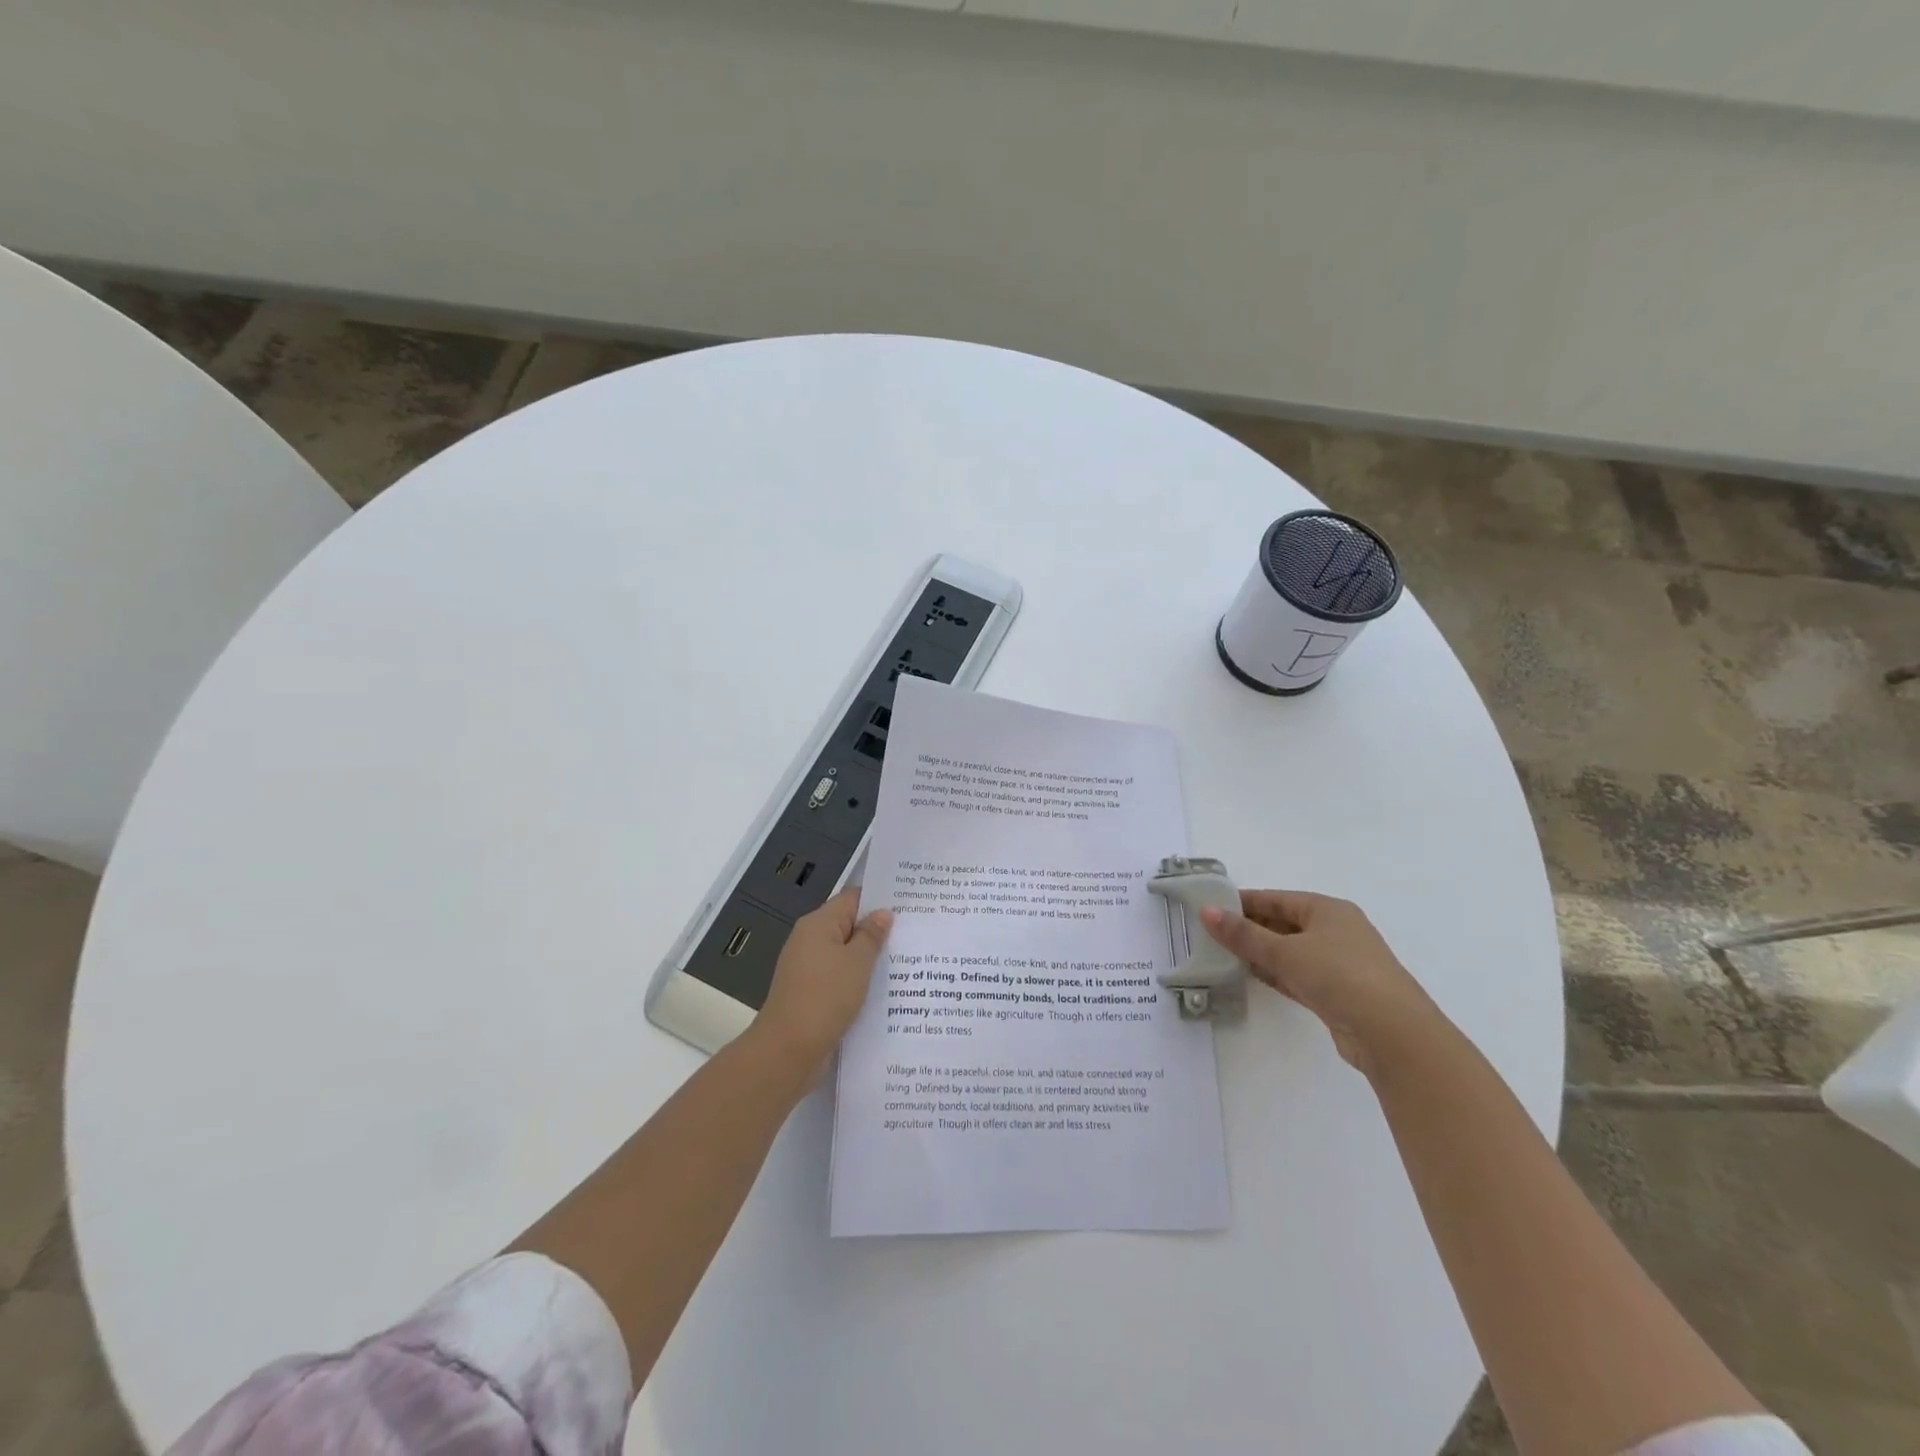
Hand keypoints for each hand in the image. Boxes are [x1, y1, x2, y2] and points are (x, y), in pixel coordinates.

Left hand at [753, 889, 893, 1071]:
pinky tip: (882, 989)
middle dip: (877, 930)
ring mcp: (807, 968)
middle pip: (848, 925)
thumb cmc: (825, 997)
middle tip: (914, 933)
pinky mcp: (810, 993)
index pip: (852, 898)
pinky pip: (839, 976)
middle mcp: (809, 940)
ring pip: (845, 954)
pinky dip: (858, 979)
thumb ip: (871, 935)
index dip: (879, 899)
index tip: (909, 904)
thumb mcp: (857, 963)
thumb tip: (882, 913)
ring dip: (869, 958)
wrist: (788, 1050)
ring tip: (905, 961)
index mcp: (818, 924)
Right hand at [1200, 890, 1439, 1077]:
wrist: (1393, 1034)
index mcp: (1328, 909)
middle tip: (1211, 932)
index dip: (1244, 901)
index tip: (1211, 906)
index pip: (1277, 898)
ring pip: (1290, 951)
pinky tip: (1250, 975)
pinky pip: (1297, 975)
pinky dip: (1275, 973)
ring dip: (1260, 953)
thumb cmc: (1339, 976)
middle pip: (1283, 923)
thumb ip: (1244, 934)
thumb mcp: (1285, 951)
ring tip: (1222, 953)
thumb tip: (1207, 912)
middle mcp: (1336, 931)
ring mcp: (1339, 964)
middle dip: (1249, 928)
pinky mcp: (1338, 993)